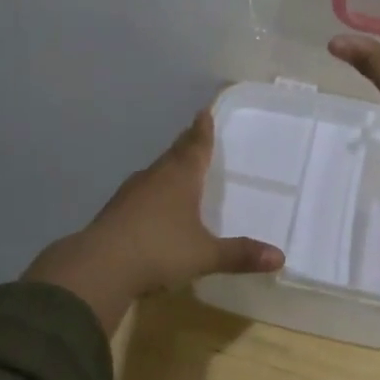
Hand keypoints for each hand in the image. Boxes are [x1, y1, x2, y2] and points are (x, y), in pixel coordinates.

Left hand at [24, 109, 284, 334]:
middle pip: (174, 154)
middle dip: (186, 144)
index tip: (205, 111)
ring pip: (155, 172)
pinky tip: (152, 204)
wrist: (99, 267)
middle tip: (194, 133)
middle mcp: (155, 177)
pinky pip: (140, 193)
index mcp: (180, 178)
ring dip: (167, 167)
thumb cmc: (159, 251)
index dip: (203, 130)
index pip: (196, 146)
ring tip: (177, 167)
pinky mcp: (114, 212)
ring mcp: (130, 193)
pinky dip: (151, 191)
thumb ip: (240, 254)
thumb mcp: (205, 255)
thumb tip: (280, 257)